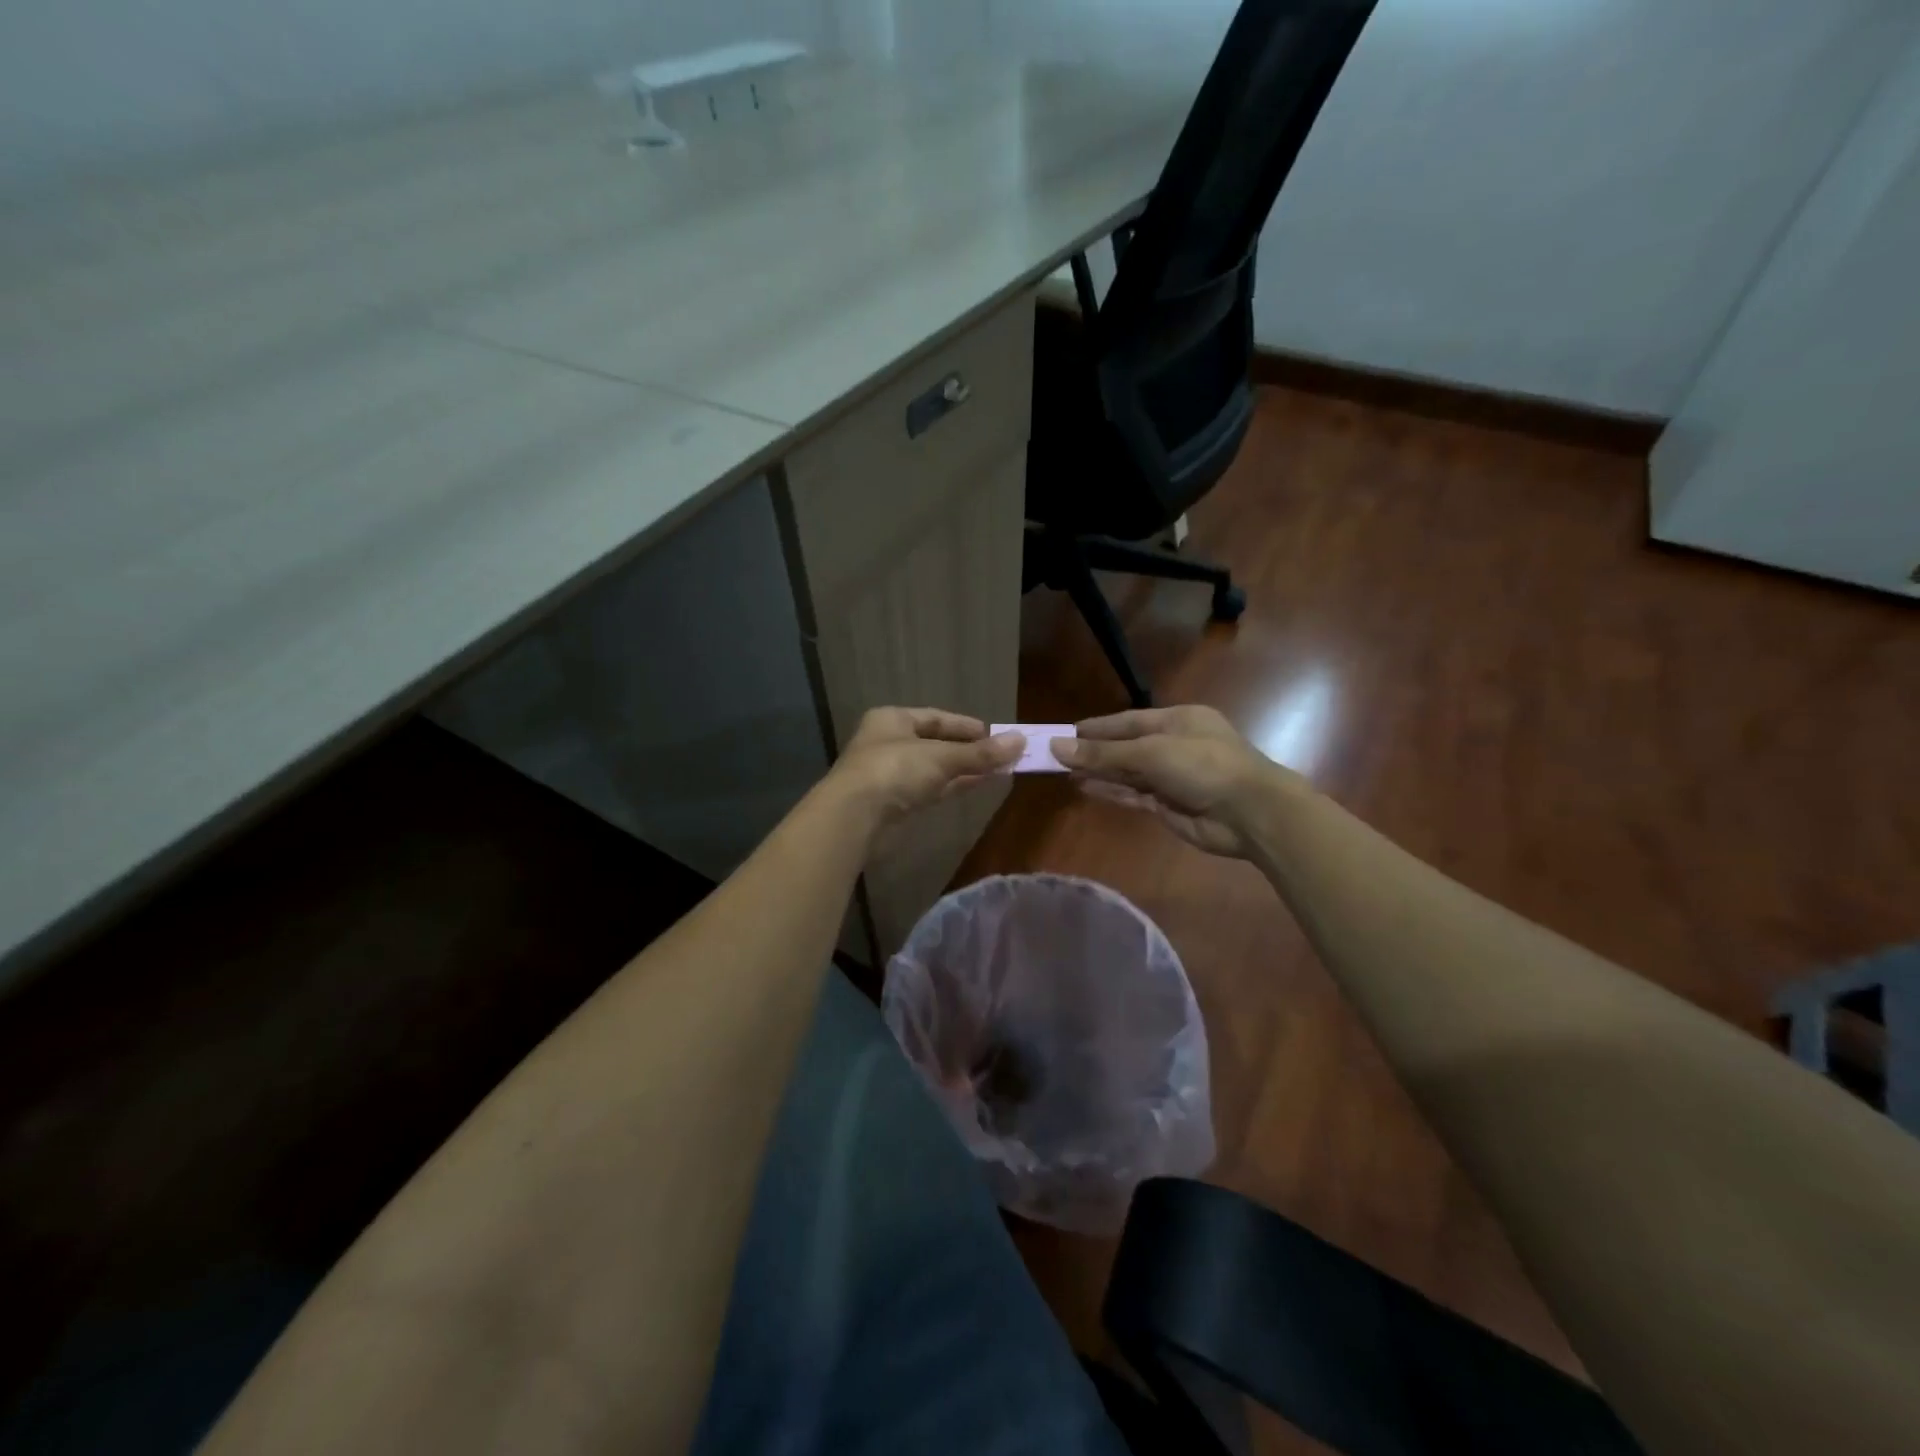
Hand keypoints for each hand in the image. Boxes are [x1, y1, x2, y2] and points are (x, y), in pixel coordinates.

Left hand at [829, 708, 1023, 828]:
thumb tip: (1021, 741)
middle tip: (1002, 755)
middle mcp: (888, 743)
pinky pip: (929, 789)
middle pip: (935, 743)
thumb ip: (980, 753)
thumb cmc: (895, 771)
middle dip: (968, 750)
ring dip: (963, 770)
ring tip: (997, 771)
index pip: (935, 717)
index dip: (965, 726)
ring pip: (933, 768)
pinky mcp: (893, 803)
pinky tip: (975, 786)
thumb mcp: (942, 757)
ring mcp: (889, 775)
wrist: (854, 818)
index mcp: (892, 720)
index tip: (995, 735)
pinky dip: (951, 786)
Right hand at [1050, 705, 1304, 857]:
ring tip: (1062, 773)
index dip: (1096, 728)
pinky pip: (1133, 795)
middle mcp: (1173, 745)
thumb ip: (1104, 754)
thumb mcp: (1151, 753)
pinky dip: (1110, 792)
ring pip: (1127, 773)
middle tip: (1055, 756)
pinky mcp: (1169, 805)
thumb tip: (1057, 746)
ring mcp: (1172, 777)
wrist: (1250, 813)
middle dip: (1093, 752)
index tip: (1064, 733)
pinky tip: (1085, 789)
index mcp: (1177, 720)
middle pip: (1125, 747)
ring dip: (1098, 773)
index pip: (1127, 721)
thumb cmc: (1203, 765)